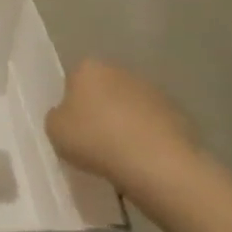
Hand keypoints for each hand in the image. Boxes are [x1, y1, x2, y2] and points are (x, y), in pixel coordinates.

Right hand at [46, 58, 204, 187]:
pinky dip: (147, 137)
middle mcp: (120, 70)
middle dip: (100, 111)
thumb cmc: (96, 140)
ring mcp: (152, 90)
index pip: (73, 81)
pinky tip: (143, 160)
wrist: (156, 162)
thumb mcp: (55, 131)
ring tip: (121, 156)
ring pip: (130, 106)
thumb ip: (57, 117)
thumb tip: (67, 115)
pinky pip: (153, 124)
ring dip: (125, 123)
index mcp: (88, 69)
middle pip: (104, 90)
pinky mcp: (176, 112)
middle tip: (95, 142)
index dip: (71, 105)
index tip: (73, 129)